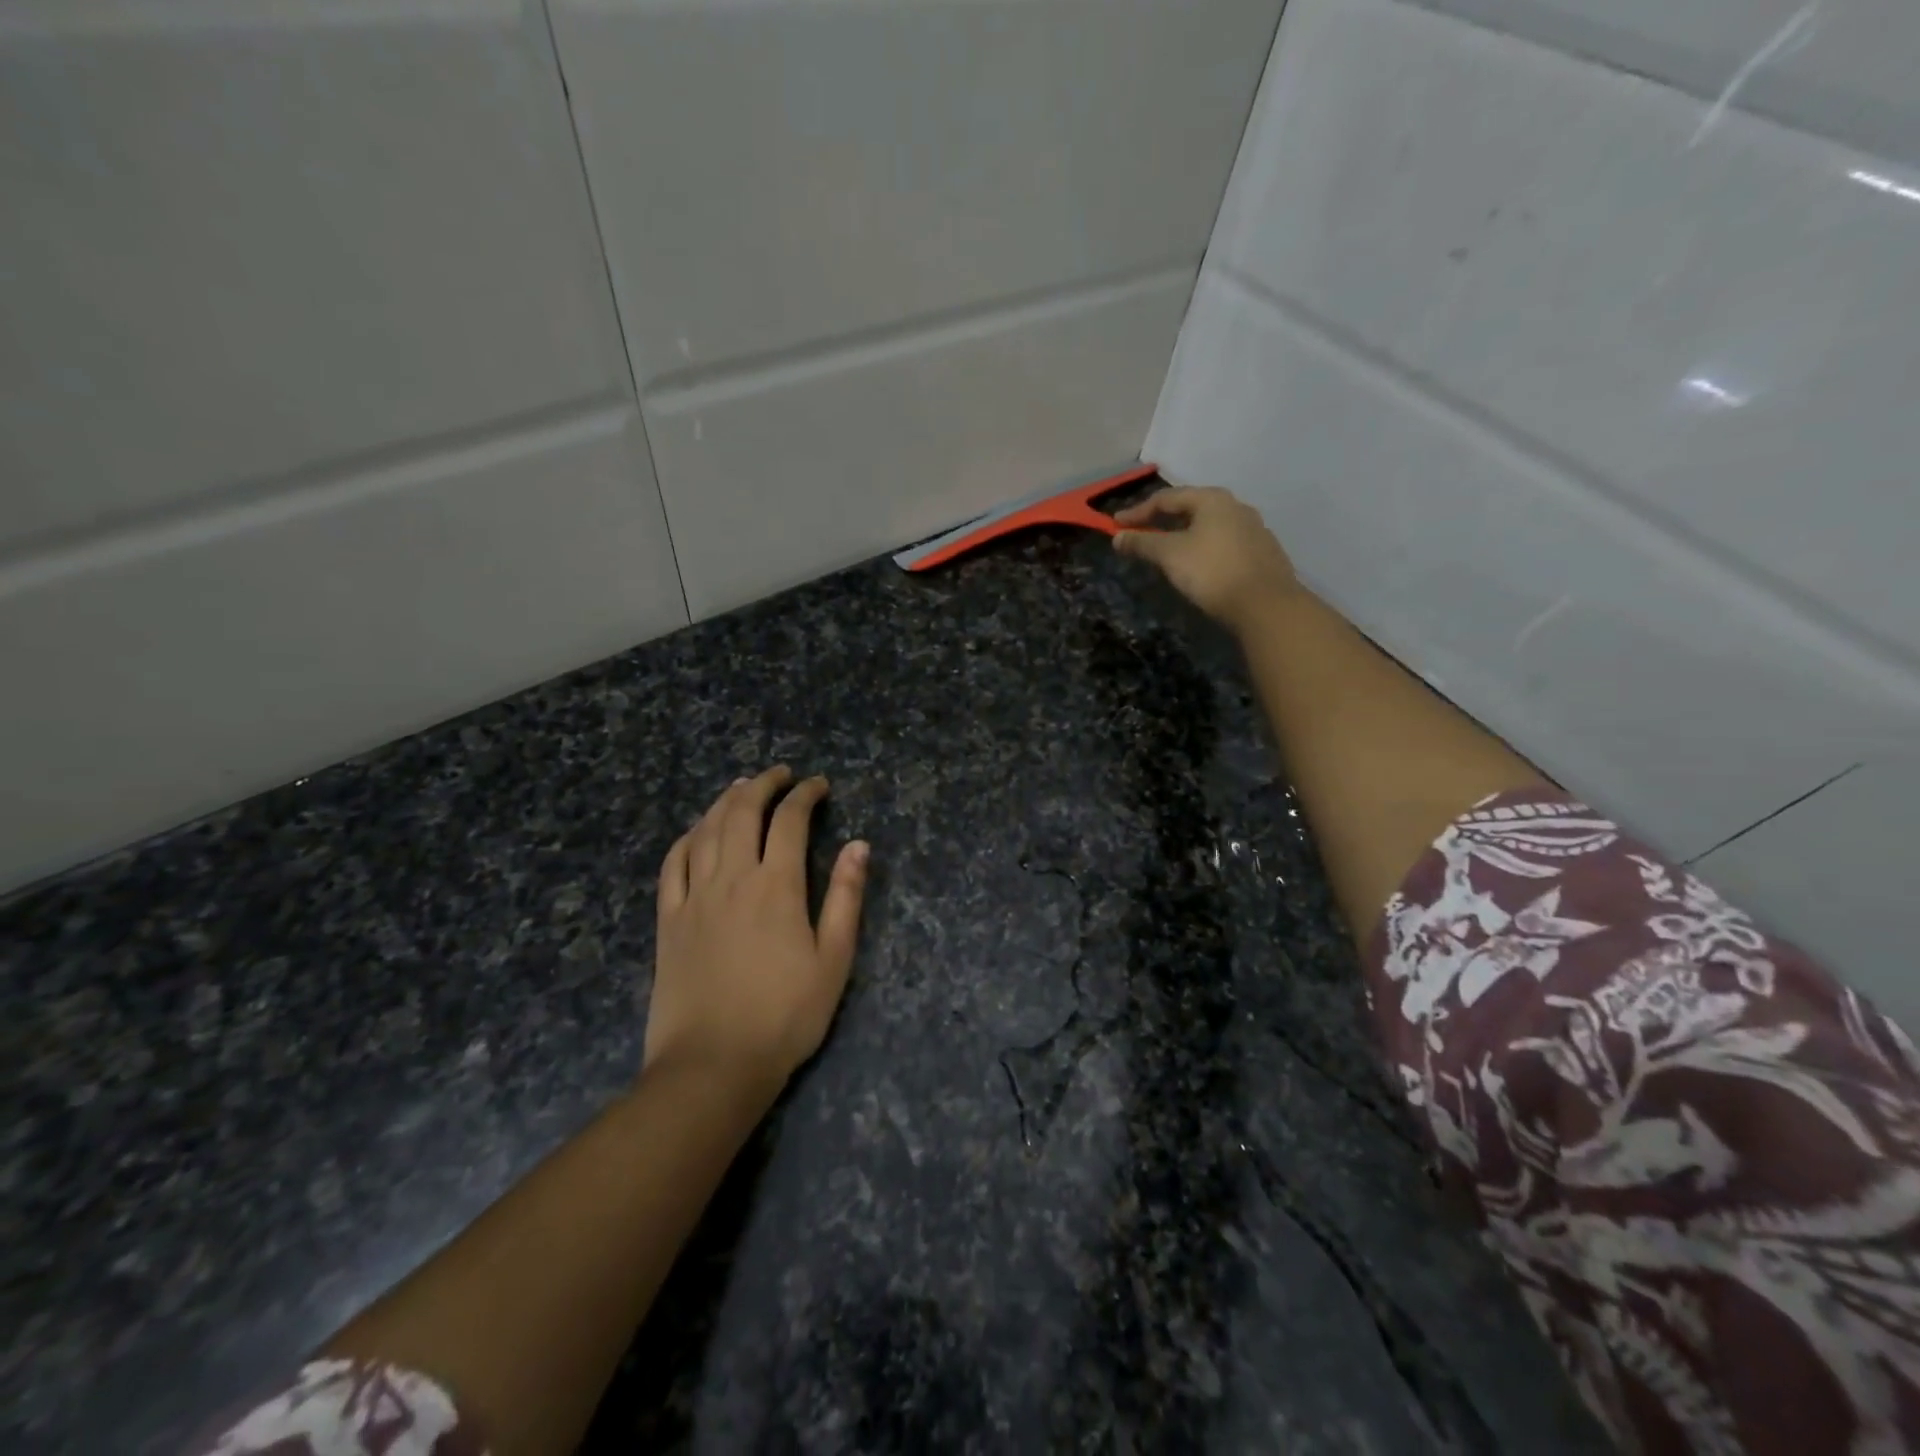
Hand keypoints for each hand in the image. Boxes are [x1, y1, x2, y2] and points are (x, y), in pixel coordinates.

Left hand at [648, 766, 868, 1091]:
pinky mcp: (668, 920)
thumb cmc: (785, 1015)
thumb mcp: (833, 960)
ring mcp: (694, 897)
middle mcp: (732, 878)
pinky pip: (672, 864)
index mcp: (776, 886)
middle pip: (742, 812)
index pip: (790, 820)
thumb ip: (845, 898)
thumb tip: (859, 845)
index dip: (805, 795)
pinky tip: (696, 832)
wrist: (713, 1064)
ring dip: (724, 801)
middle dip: (762, 784)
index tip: (819, 785)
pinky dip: (686, 837)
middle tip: (780, 774)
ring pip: (705, 830)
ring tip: (740, 787)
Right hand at [1112, 486, 1299, 633]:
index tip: (1116, 525)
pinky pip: (1223, 543)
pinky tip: (1197, 564)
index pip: (1167, 498)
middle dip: (1162, 520)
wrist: (1265, 605)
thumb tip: (1117, 537)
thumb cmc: (1211, 571)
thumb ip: (1142, 543)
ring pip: (1209, 526)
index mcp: (1212, 499)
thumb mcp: (1170, 555)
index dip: (1138, 512)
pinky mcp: (1262, 553)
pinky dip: (1203, 548)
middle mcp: (1236, 507)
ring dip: (1183, 534)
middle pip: (1190, 508)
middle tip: (1141, 534)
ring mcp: (1254, 529)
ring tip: (1167, 550)